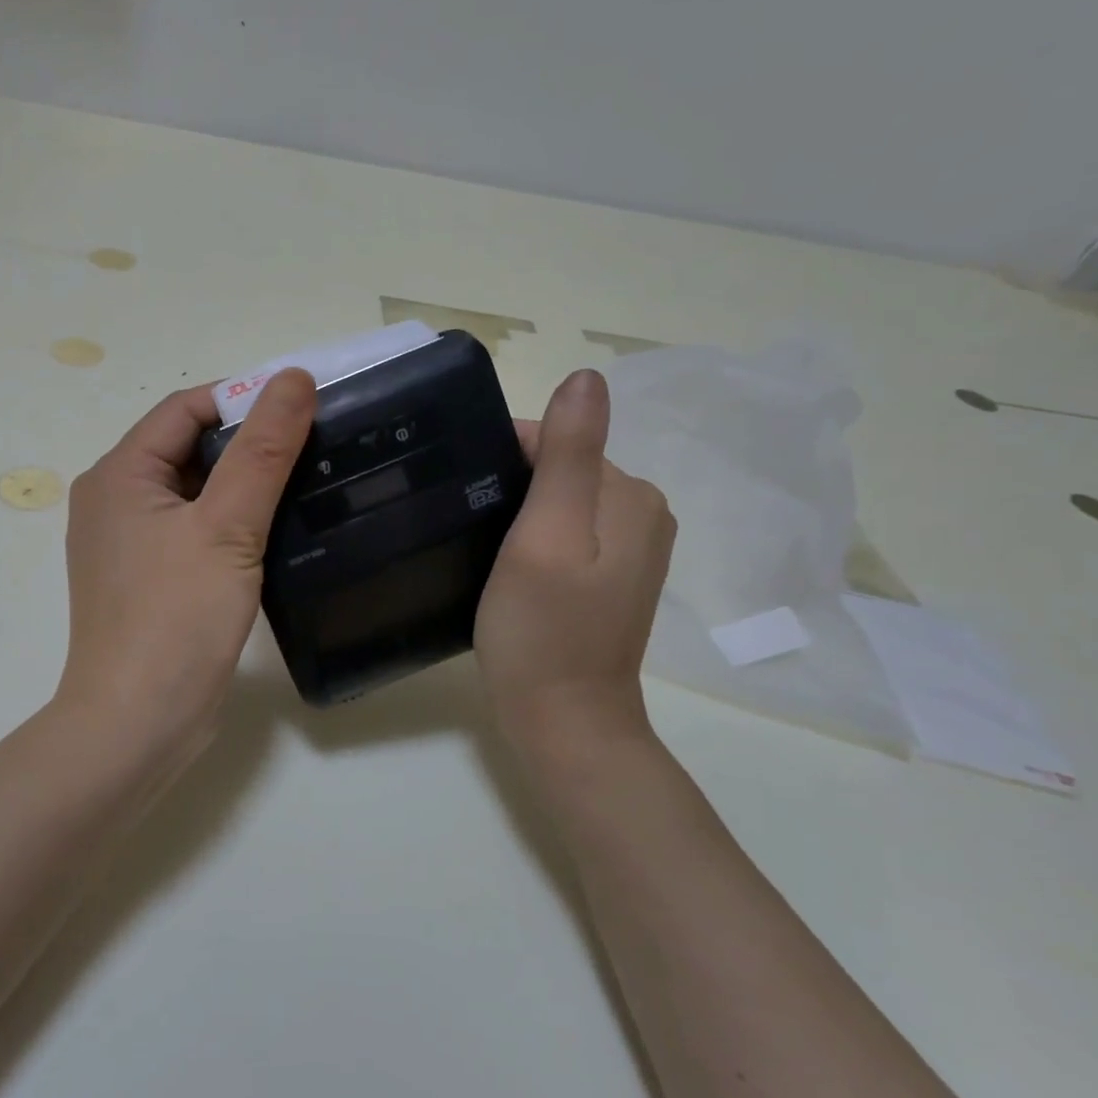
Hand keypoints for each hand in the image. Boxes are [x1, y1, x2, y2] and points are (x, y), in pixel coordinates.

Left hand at [56, 370, 316, 765]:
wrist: (137, 724)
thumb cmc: (176, 618)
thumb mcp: (227, 527)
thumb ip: (262, 451)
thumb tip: (292, 378)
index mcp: (119, 475)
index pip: (185, 409)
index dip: (243, 399)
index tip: (302, 408)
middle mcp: (115, 501)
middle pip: (188, 448)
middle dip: (248, 443)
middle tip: (314, 446)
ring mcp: (129, 545)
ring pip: (194, 492)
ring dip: (243, 485)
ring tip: (306, 483)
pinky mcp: (149, 580)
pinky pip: (193, 531)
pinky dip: (231, 523)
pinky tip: (275, 532)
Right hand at [476, 369, 675, 754]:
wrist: (563, 720)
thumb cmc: (543, 629)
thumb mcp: (547, 537)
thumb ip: (568, 456)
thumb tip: (587, 376)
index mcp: (629, 494)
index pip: (555, 440)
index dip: (499, 458)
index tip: (457, 492)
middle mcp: (640, 512)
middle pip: (558, 468)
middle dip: (508, 485)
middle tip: (465, 525)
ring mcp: (630, 548)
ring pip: (557, 501)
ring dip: (515, 513)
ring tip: (478, 546)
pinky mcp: (611, 577)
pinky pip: (564, 532)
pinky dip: (530, 538)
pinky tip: (504, 566)